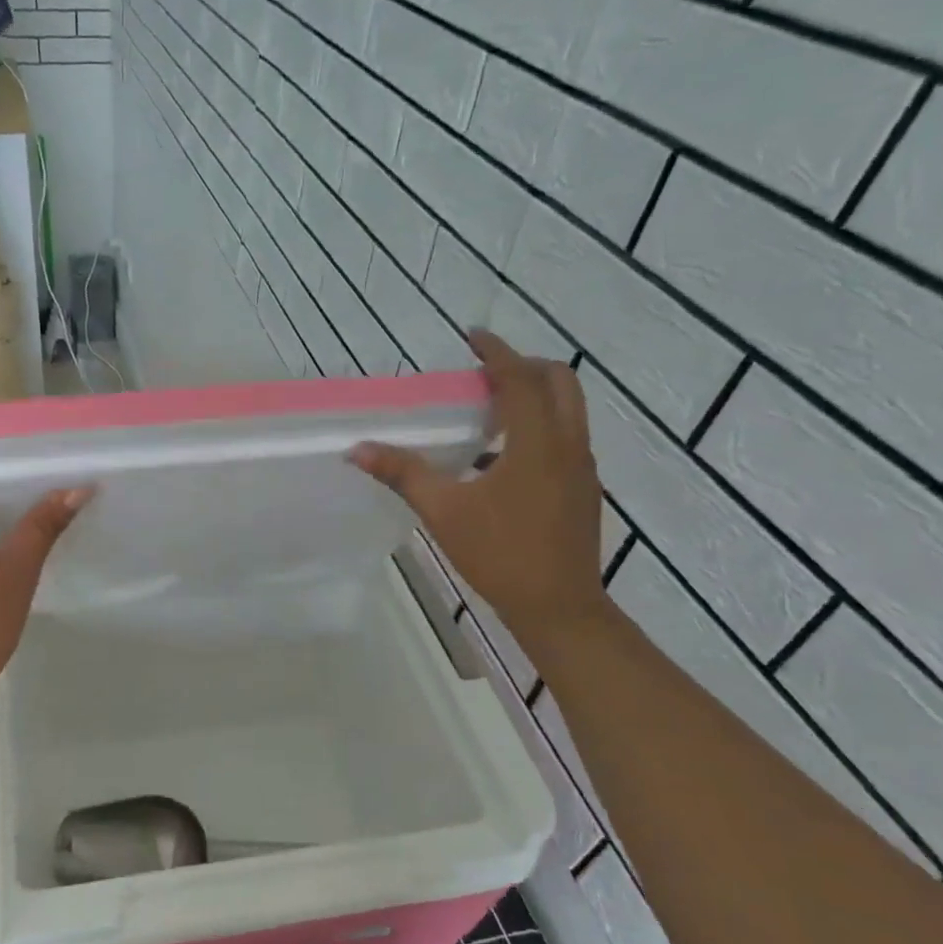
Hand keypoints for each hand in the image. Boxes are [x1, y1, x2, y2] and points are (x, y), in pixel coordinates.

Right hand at [349, 331, 608, 651]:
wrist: (558, 607)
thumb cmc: (500, 554)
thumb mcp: (444, 512)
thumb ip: (403, 474)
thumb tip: (358, 449)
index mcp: (538, 444)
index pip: (520, 380)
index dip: (497, 353)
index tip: (473, 337)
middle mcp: (569, 445)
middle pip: (560, 382)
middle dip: (524, 366)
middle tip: (484, 373)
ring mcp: (583, 468)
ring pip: (569, 409)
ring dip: (536, 395)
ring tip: (491, 409)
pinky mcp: (584, 489)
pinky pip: (567, 436)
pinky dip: (541, 424)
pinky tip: (504, 456)